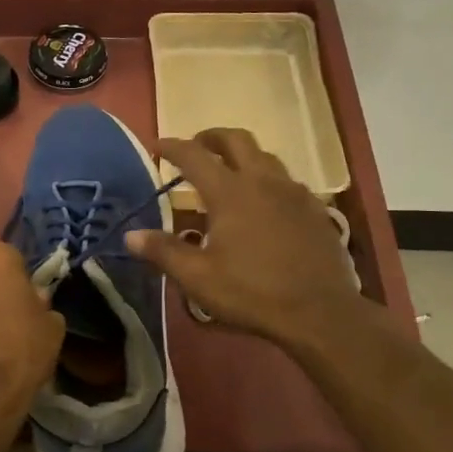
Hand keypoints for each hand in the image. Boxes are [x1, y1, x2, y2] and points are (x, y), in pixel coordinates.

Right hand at [127, 129, 370, 355]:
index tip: (157, 146)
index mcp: (230, 192)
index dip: (172, 147)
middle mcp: (263, 181)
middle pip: (236, 140)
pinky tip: (265, 204)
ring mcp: (294, 193)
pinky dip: (267, 180)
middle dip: (211, 138)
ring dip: (243, 156)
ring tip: (230, 173)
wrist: (321, 313)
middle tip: (196, 147)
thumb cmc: (253, 293)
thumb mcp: (198, 278)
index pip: (194, 156)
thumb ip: (163, 252)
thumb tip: (130, 236)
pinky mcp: (315, 210)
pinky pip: (287, 181)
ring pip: (266, 157)